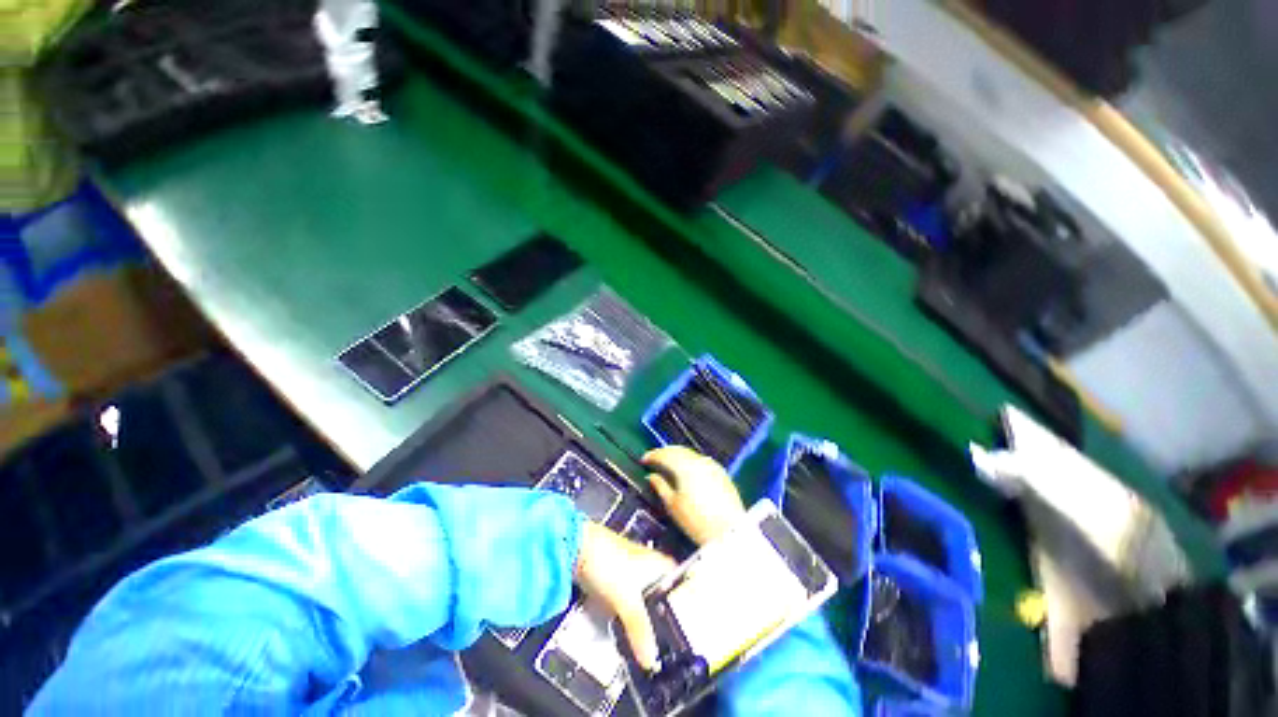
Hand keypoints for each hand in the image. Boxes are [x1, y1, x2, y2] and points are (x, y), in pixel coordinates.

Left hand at [575, 522, 675, 670]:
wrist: (577, 549)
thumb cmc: (608, 565)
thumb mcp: (626, 599)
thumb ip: (639, 629)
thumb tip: (651, 661)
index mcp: (658, 563)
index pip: (681, 579)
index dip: (689, 596)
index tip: (695, 619)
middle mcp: (648, 565)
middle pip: (664, 591)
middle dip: (668, 613)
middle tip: (675, 640)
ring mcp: (630, 570)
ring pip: (645, 597)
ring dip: (647, 617)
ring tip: (655, 642)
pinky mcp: (614, 578)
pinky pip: (629, 600)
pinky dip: (631, 615)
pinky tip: (631, 630)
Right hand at [643, 446, 745, 546]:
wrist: (729, 532)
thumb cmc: (697, 521)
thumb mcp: (673, 505)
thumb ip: (660, 486)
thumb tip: (651, 476)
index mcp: (685, 466)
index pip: (664, 454)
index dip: (652, 455)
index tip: (644, 459)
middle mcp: (699, 461)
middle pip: (677, 449)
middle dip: (664, 452)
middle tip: (654, 459)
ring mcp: (711, 465)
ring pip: (690, 453)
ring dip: (677, 455)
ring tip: (668, 463)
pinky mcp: (720, 472)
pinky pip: (700, 460)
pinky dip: (689, 460)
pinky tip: (686, 469)